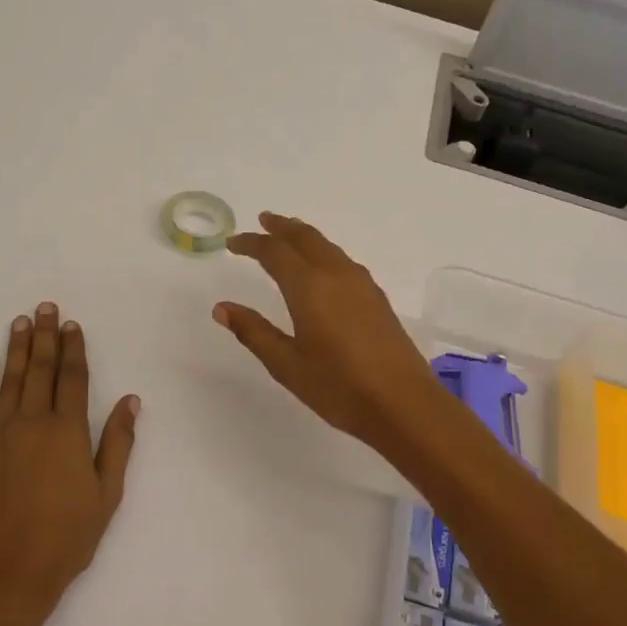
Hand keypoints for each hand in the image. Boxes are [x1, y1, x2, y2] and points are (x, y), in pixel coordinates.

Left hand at [0, 303, 138, 625]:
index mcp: (68, 432)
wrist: (3, 577)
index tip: (73, 325)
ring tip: (22, 320)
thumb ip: (117, 444)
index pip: (73, 378)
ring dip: (17, 346)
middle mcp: (32, 422)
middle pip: (41, 369)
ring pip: (11, 378)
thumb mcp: (105, 496)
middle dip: (46, 336)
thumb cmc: (64, 541)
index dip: (74, 349)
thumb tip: (130, 400)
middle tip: (46, 307)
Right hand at [212, 214, 442, 447]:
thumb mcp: (287, 364)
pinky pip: (342, 260)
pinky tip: (322, 267)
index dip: (251, 243)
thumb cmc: (339, 387)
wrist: (404, 404)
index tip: (232, 243)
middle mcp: (336, 275)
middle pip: (305, 237)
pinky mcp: (377, 298)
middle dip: (281, 227)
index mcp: (309, 287)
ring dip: (304, 236)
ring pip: (327, 246)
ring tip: (289, 236)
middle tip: (262, 221)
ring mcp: (361, 284)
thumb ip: (254, 332)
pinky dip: (323, 251)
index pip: (274, 252)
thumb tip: (222, 307)